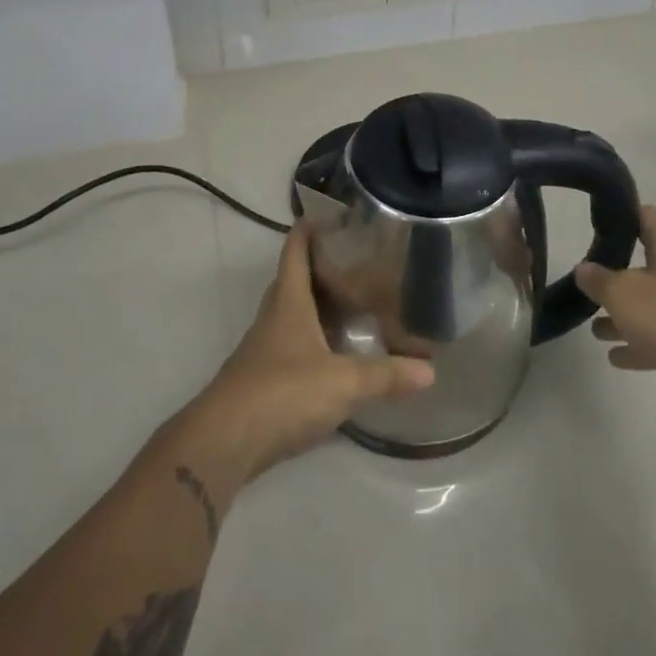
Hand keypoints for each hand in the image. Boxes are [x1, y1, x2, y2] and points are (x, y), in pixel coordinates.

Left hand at [194, 221, 433, 481]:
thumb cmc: (283, 393)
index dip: (308, 228)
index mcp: (288, 302)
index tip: (329, 212)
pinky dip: (315, 342)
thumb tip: (430, 369)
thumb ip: (385, 374)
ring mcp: (265, 350)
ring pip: (294, 315)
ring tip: (355, 302)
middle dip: (320, 266)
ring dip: (319, 306)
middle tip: (357, 259)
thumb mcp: (343, 382)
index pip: (295, 251)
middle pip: (294, 280)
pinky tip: (337, 354)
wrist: (225, 443)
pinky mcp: (264, 381)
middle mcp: (274, 318)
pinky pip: (294, 347)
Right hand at [576, 206, 655, 415]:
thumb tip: (583, 269)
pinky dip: (636, 345)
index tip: (596, 219)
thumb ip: (598, 279)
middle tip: (586, 280)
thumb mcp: (623, 293)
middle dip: (613, 276)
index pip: (645, 217)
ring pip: (647, 307)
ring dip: (621, 316)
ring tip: (593, 328)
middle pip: (642, 266)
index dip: (622, 213)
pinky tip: (615, 357)